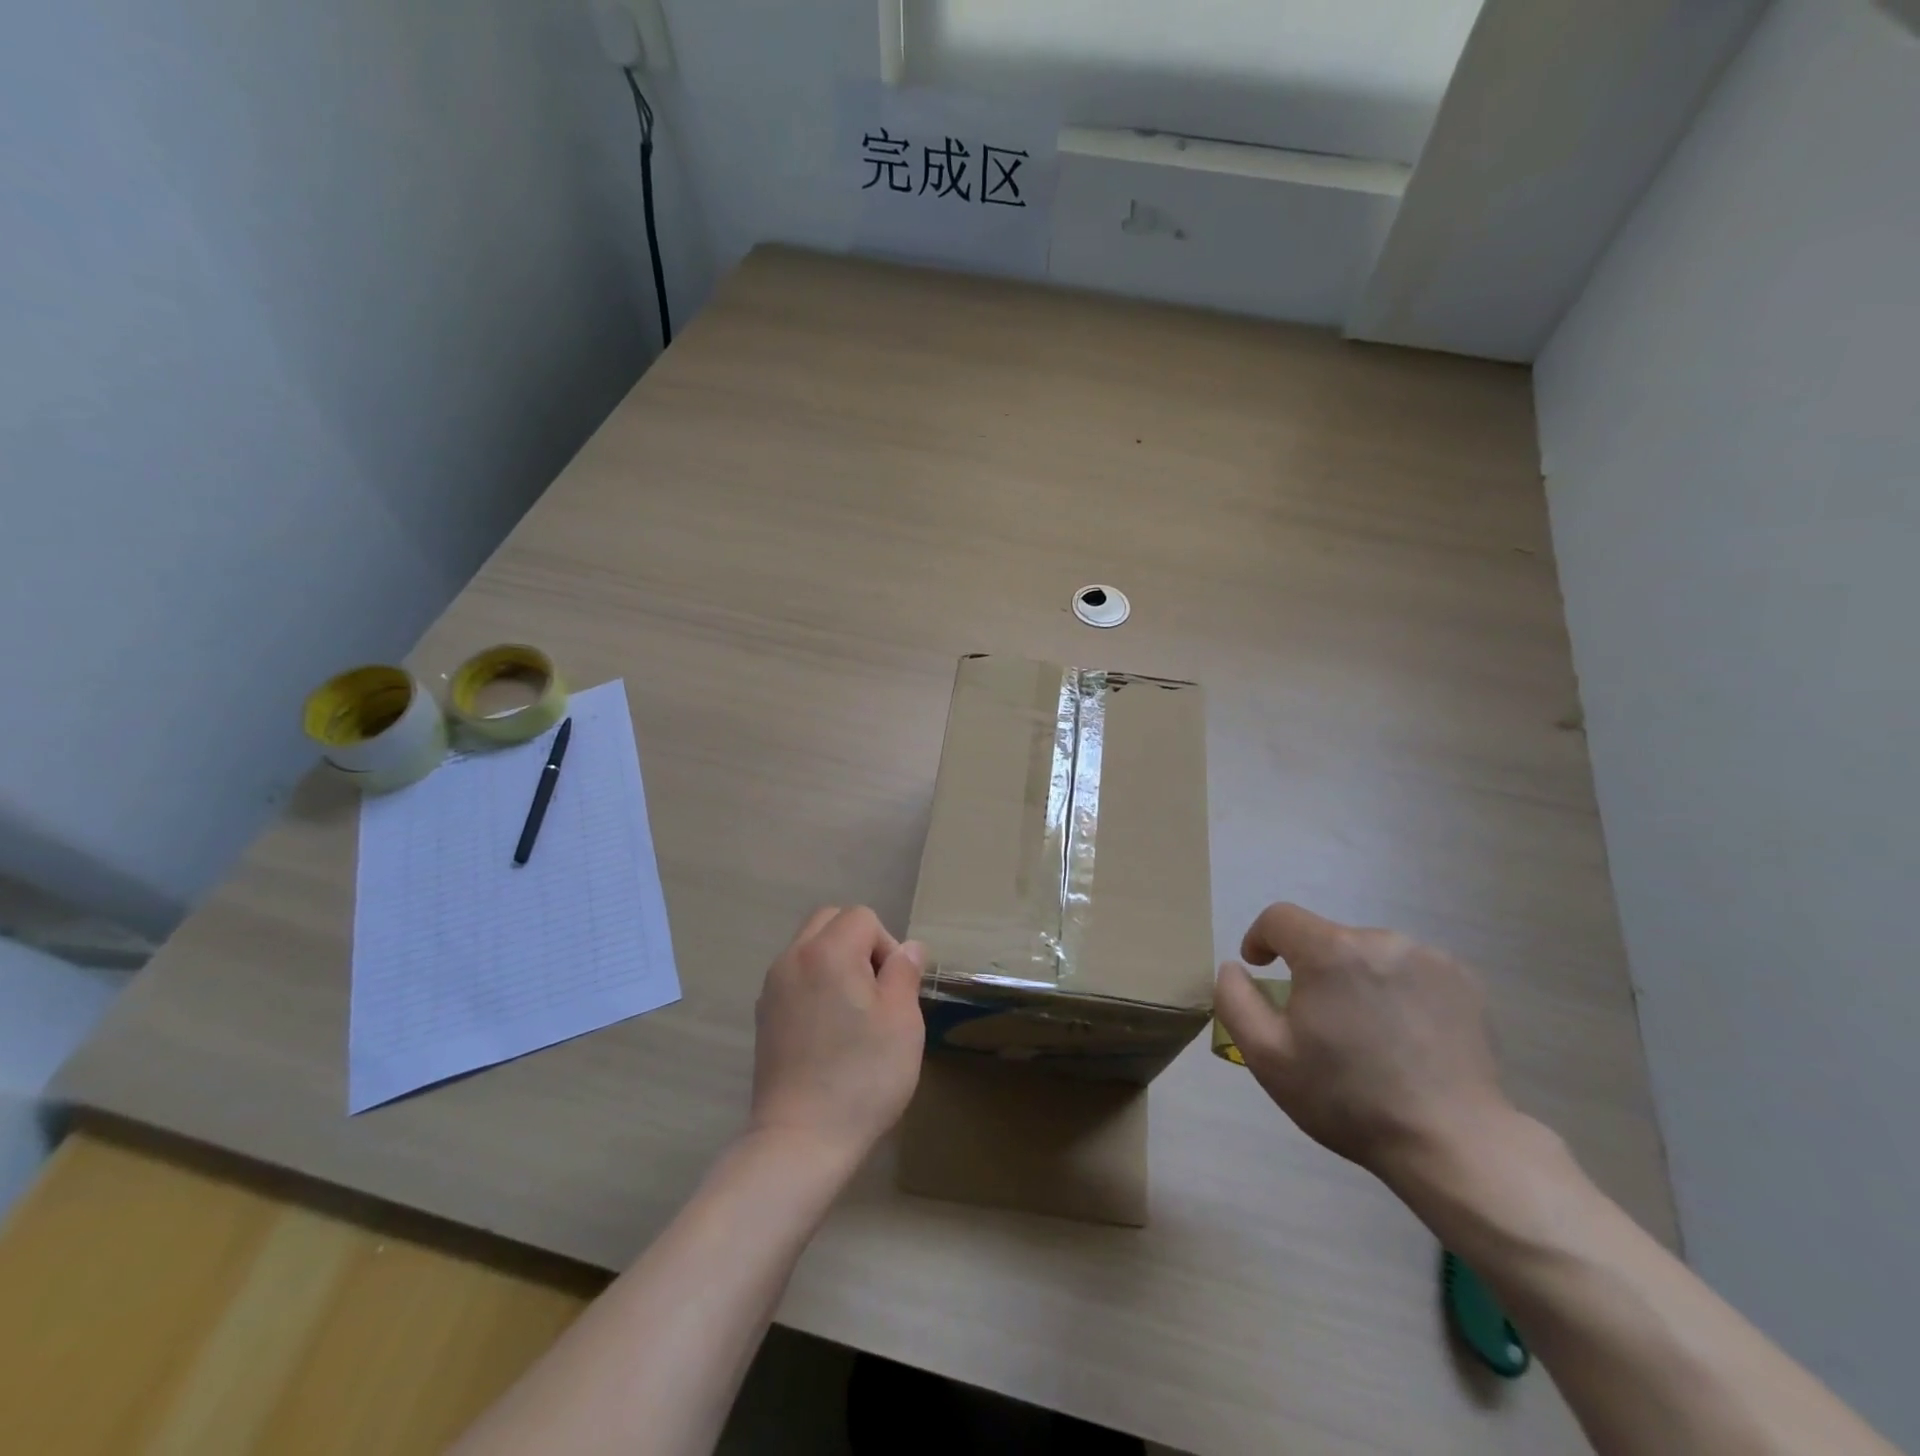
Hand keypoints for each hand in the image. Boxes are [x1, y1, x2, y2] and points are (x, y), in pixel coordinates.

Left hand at [748, 906, 926, 1169]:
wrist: (801, 1139)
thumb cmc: (862, 1076)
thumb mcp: (902, 1021)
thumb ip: (905, 972)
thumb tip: (908, 948)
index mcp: (828, 951)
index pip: (863, 918)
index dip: (886, 946)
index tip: (893, 990)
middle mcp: (793, 958)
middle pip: (829, 921)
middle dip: (858, 943)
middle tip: (876, 991)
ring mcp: (772, 987)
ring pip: (809, 947)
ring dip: (835, 962)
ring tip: (853, 1011)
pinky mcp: (763, 1016)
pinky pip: (794, 976)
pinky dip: (815, 984)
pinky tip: (828, 1030)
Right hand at [1213, 903, 1514, 1180]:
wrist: (1453, 1144)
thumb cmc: (1348, 1098)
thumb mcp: (1267, 1057)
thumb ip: (1235, 1000)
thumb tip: (1235, 967)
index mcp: (1330, 951)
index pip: (1279, 918)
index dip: (1260, 939)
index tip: (1260, 968)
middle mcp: (1381, 940)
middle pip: (1326, 939)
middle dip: (1312, 969)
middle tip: (1318, 1021)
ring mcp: (1429, 957)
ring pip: (1368, 954)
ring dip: (1355, 978)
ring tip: (1365, 1031)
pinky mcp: (1464, 980)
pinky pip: (1409, 969)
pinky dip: (1395, 989)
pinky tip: (1404, 1035)